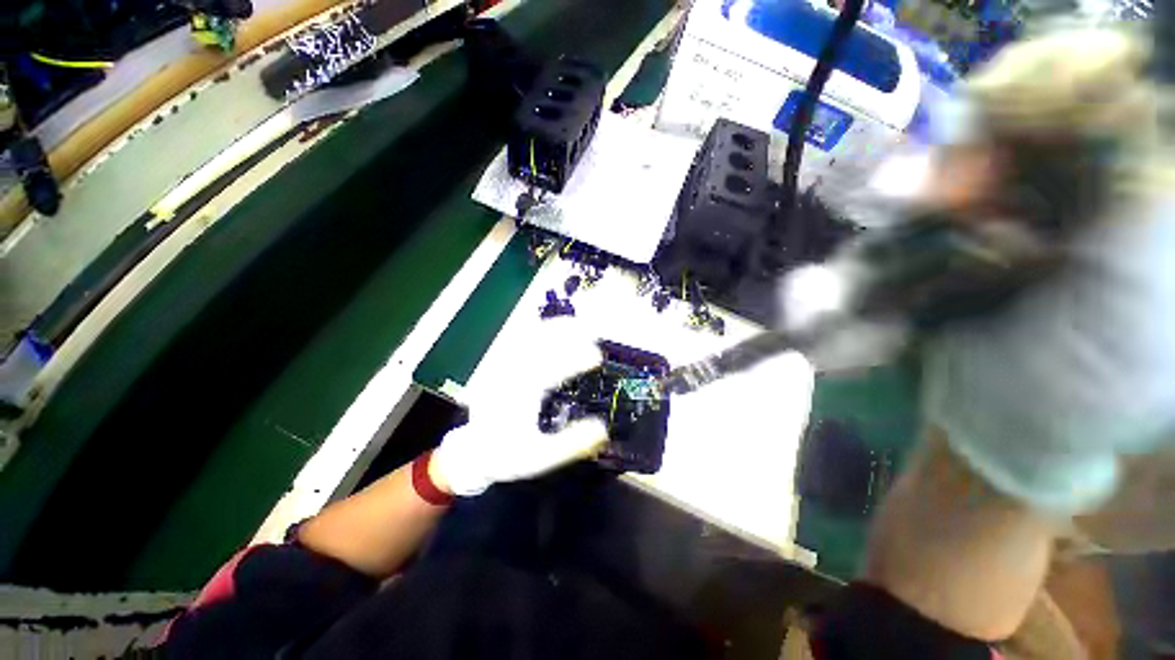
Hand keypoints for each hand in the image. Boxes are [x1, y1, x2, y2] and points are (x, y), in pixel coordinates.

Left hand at [430, 321, 608, 495]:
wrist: (473, 452)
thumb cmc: (508, 455)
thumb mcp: (540, 457)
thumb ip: (571, 443)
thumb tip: (601, 428)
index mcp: (520, 398)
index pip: (551, 371)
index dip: (575, 360)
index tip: (597, 357)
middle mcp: (510, 376)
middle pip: (540, 346)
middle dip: (568, 336)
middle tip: (594, 331)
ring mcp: (502, 367)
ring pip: (529, 338)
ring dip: (554, 328)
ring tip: (578, 323)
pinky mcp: (499, 364)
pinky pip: (518, 339)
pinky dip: (537, 330)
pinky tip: (553, 327)